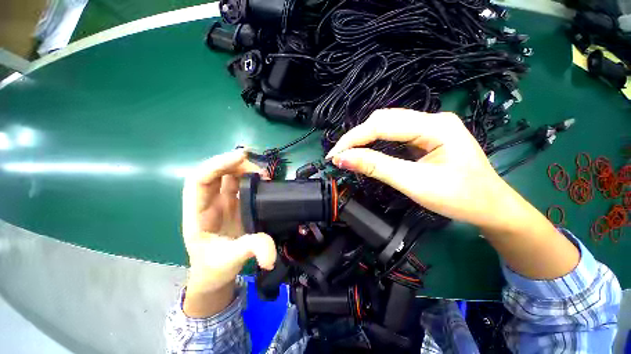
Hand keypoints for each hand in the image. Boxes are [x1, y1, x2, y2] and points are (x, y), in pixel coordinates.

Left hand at [182, 150, 275, 316]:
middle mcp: (207, 202)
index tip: (241, 157)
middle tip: (259, 169)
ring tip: (263, 173)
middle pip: (214, 172)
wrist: (215, 274)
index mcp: (197, 214)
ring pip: (227, 176)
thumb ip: (250, 251)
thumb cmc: (215, 267)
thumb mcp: (231, 260)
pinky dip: (249, 177)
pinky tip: (262, 179)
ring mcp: (220, 202)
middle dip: (234, 163)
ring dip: (243, 168)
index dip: (217, 164)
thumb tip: (271, 255)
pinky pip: (238, 184)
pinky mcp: (233, 204)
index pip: (199, 179)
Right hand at [326, 108, 507, 228]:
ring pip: (387, 125)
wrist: (490, 207)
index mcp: (435, 126)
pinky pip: (393, 134)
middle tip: (339, 156)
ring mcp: (428, 127)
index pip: (382, 124)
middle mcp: (431, 119)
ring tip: (348, 154)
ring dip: (364, 139)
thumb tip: (343, 159)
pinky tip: (366, 151)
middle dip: (357, 137)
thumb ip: (377, 167)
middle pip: (383, 120)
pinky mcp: (425, 137)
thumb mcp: (415, 183)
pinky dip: (375, 143)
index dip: (354, 139)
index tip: (334, 156)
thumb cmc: (460, 198)